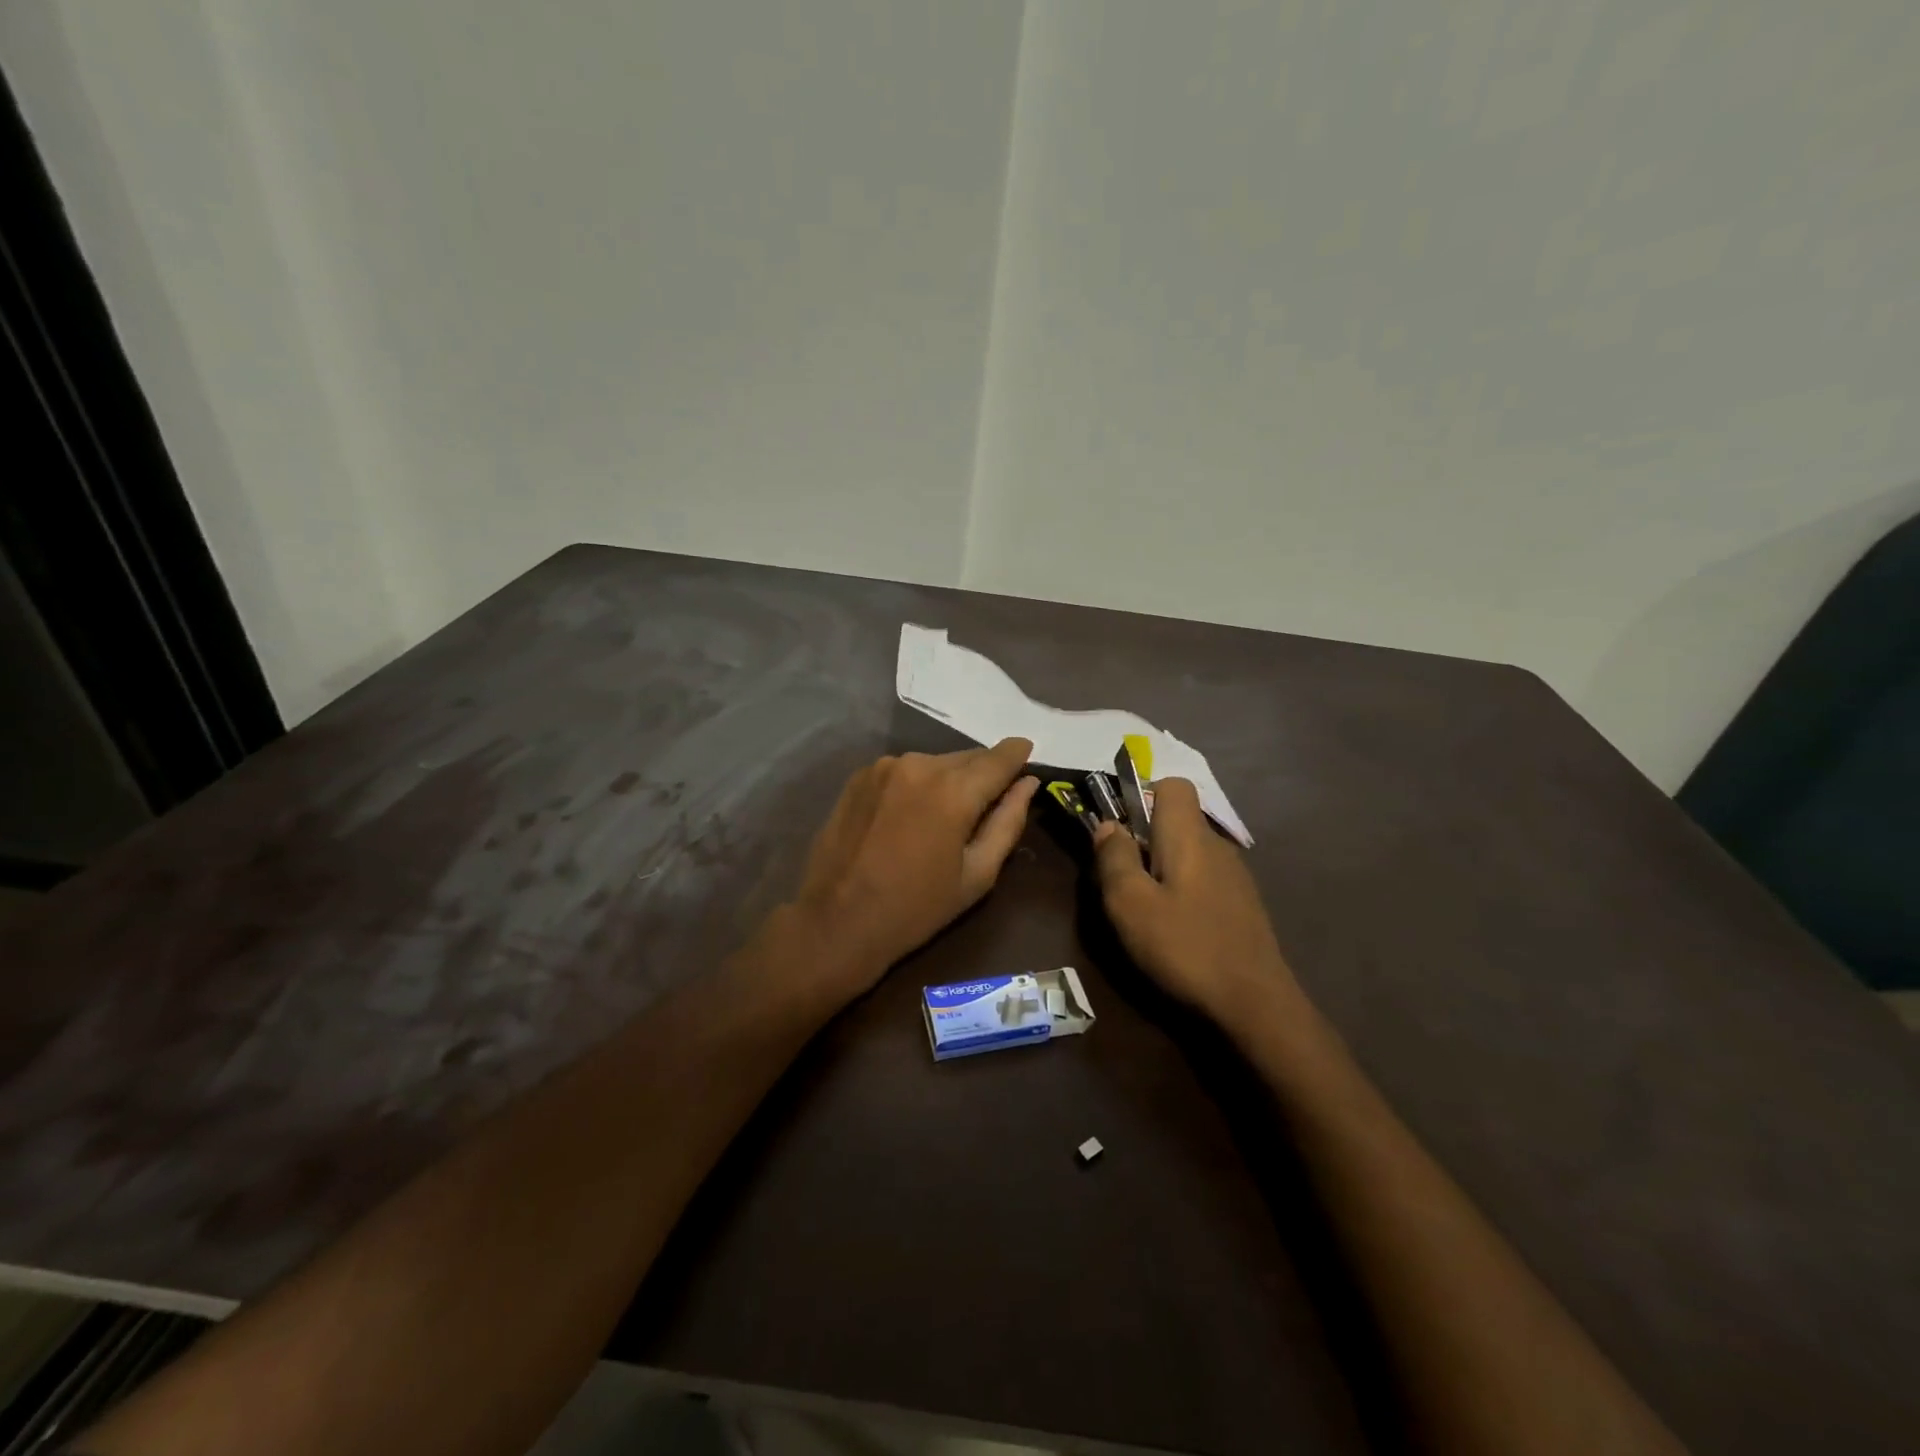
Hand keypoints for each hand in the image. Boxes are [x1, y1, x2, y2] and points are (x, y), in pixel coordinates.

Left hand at [785, 739, 1039, 996]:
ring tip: (945, 815)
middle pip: (967, 758)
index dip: (1017, 754)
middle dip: (983, 773)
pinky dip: (917, 783)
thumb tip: (1027, 783)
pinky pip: (904, 770)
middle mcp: (920, 765)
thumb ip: (1007, 822)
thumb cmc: (916, 908)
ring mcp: (884, 767)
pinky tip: (911, 814)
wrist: (837, 921)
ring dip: (949, 779)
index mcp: (953, 791)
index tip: (1028, 752)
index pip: (999, 758)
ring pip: (935, 762)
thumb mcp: (977, 874)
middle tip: (989, 801)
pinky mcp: (860, 776)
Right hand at [1093, 778, 1302, 1026]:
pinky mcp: (1242, 904)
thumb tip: (1109, 825)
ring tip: (1146, 910)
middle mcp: (1216, 845)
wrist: (1256, 1004)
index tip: (1121, 832)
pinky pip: (1203, 878)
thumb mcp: (1130, 904)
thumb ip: (1114, 858)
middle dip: (1144, 840)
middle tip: (1122, 881)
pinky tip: (1177, 929)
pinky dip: (1183, 891)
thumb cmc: (1185, 946)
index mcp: (1189, 836)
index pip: (1173, 785)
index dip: (1142, 796)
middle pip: (1176, 821)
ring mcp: (1235, 875)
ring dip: (1162, 869)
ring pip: (1189, 852)